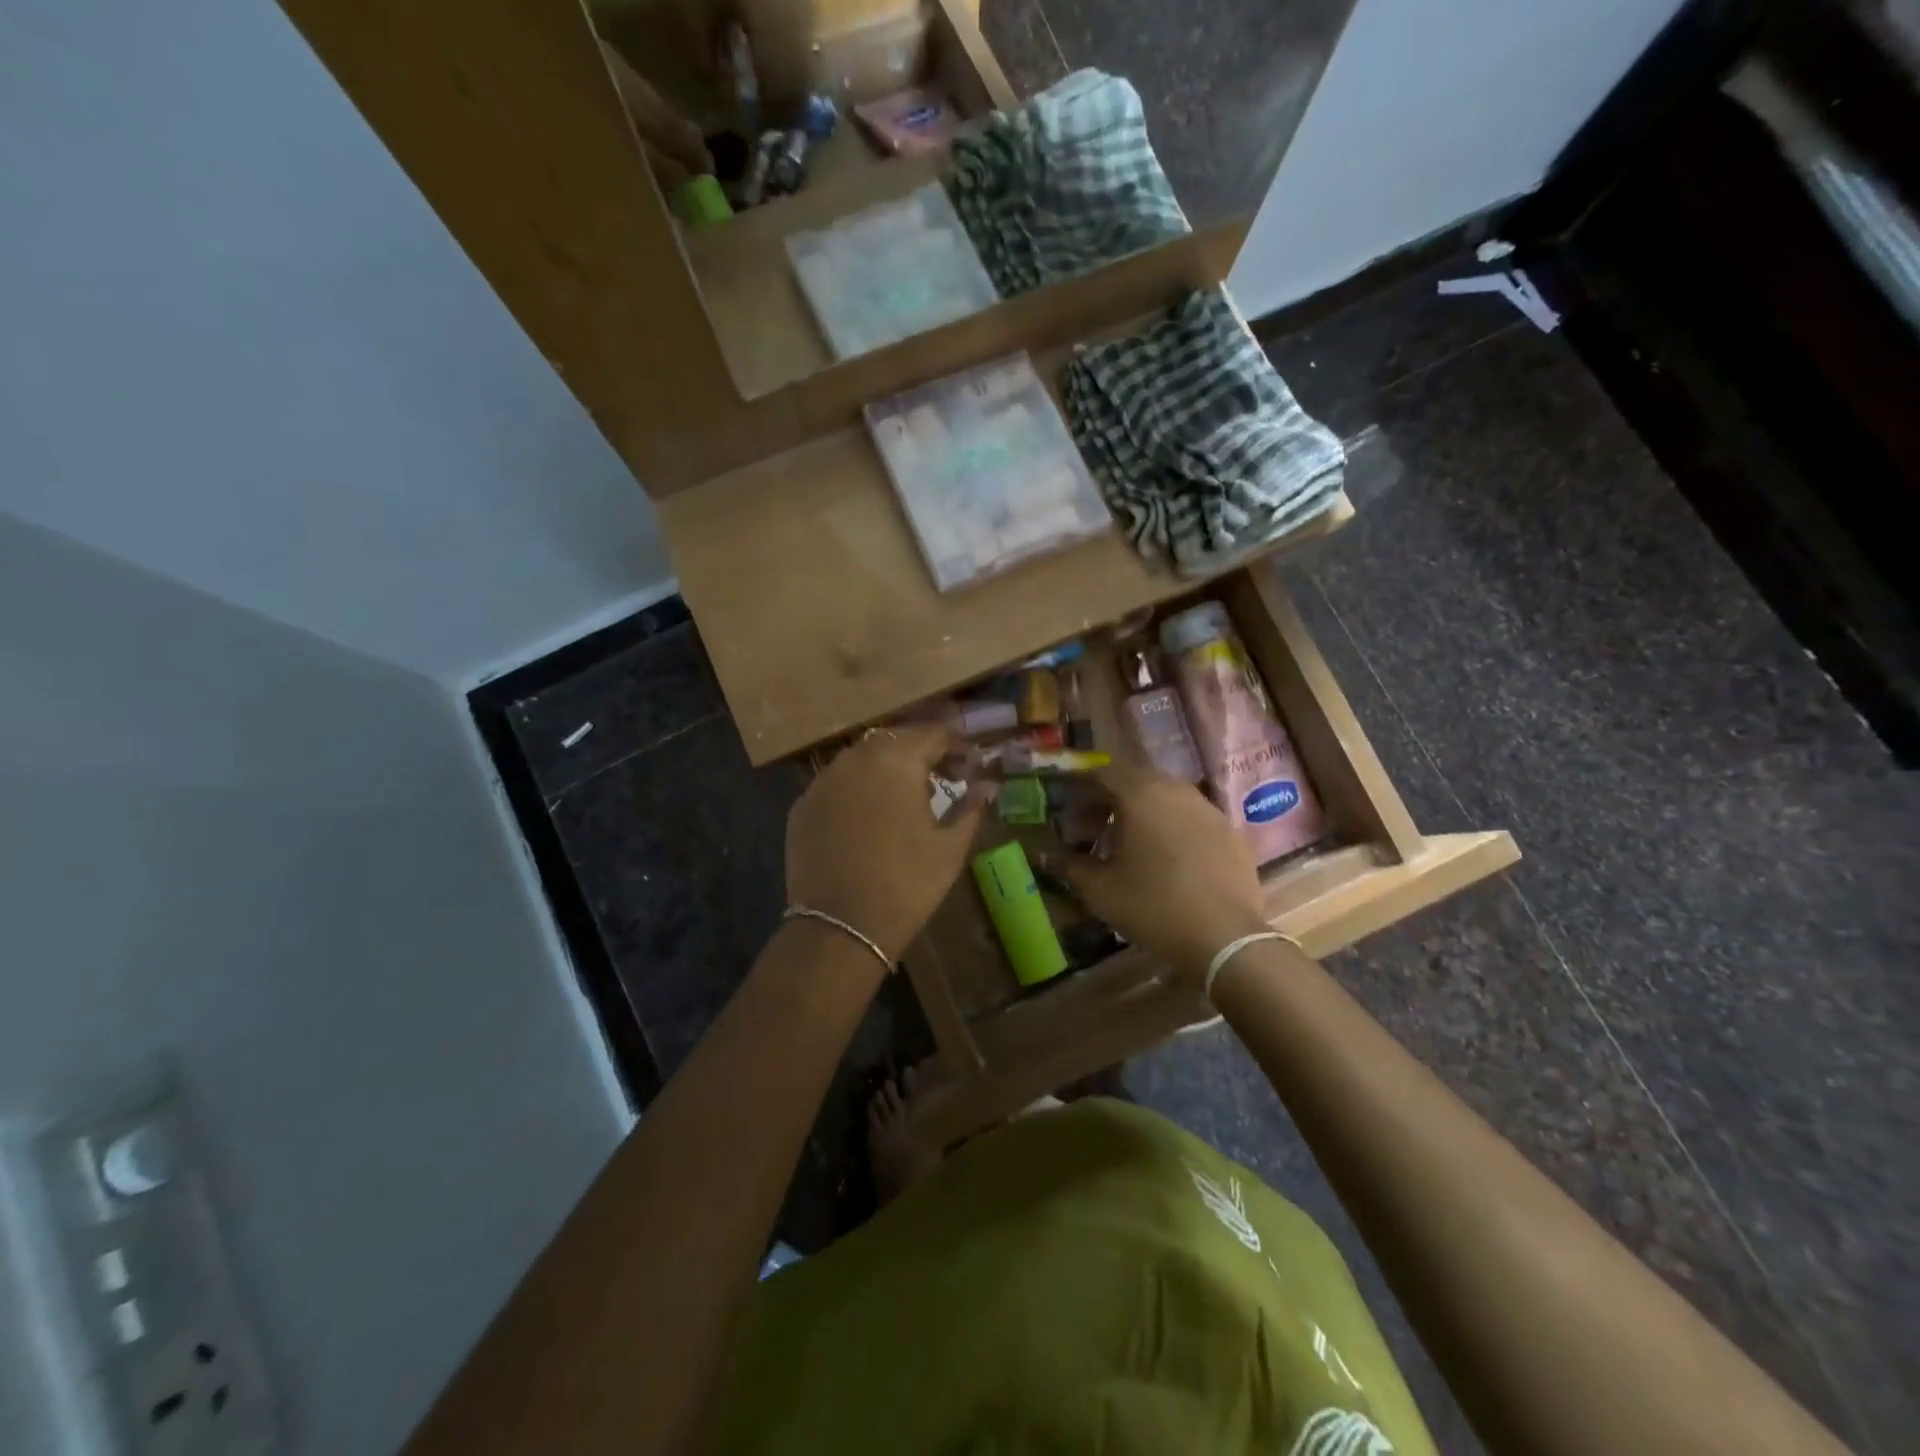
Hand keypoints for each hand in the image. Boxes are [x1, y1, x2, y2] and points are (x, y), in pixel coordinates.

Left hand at [785, 726, 987, 963]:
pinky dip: (857, 790)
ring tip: (905, 798)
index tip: (972, 767)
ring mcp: (823, 780)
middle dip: (922, 754)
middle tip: (943, 779)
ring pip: (862, 759)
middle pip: (896, 741)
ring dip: (888, 769)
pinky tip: (868, 818)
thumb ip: (971, 806)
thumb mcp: (950, 847)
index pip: (934, 734)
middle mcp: (856, 758)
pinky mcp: (802, 806)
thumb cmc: (907, 883)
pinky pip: (837, 784)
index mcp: (897, 760)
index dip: (958, 746)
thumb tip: (989, 784)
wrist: (840, 927)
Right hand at [1061, 762, 1268, 982]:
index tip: (1072, 816)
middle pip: (1137, 780)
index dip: (1082, 790)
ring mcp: (1208, 809)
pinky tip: (1170, 860)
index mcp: (1141, 794)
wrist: (1224, 937)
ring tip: (1132, 846)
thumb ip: (1070, 866)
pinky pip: (1192, 818)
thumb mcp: (1100, 890)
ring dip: (1144, 812)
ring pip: (1167, 797)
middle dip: (1112, 800)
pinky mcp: (1230, 832)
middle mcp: (1176, 790)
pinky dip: (1173, 828)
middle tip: (1097, 830)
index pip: (1104, 772)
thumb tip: (1048, 855)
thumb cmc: (1153, 906)